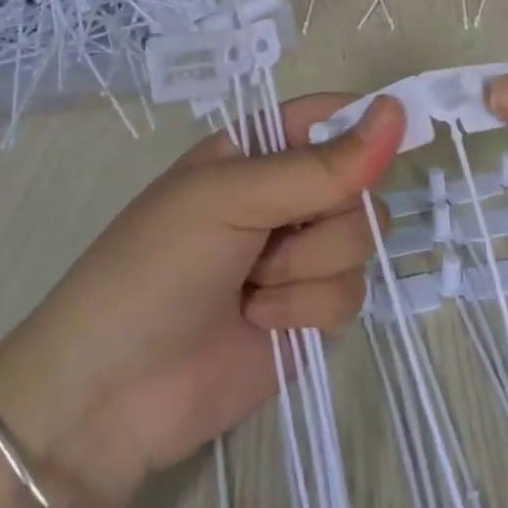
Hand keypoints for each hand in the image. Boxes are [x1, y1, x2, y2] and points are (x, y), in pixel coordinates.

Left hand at [0, 94, 404, 507]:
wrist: (110, 396)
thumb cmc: (154, 269)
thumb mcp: (229, 199)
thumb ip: (318, 167)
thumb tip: (397, 111)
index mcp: (255, 152)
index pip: (330, 117)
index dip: (364, 125)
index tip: (393, 135)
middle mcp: (284, 197)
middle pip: (359, 183)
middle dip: (324, 216)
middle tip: (270, 235)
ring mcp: (298, 256)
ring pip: (362, 240)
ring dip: (308, 267)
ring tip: (251, 287)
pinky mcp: (310, 312)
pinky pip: (351, 294)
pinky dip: (307, 309)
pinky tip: (259, 321)